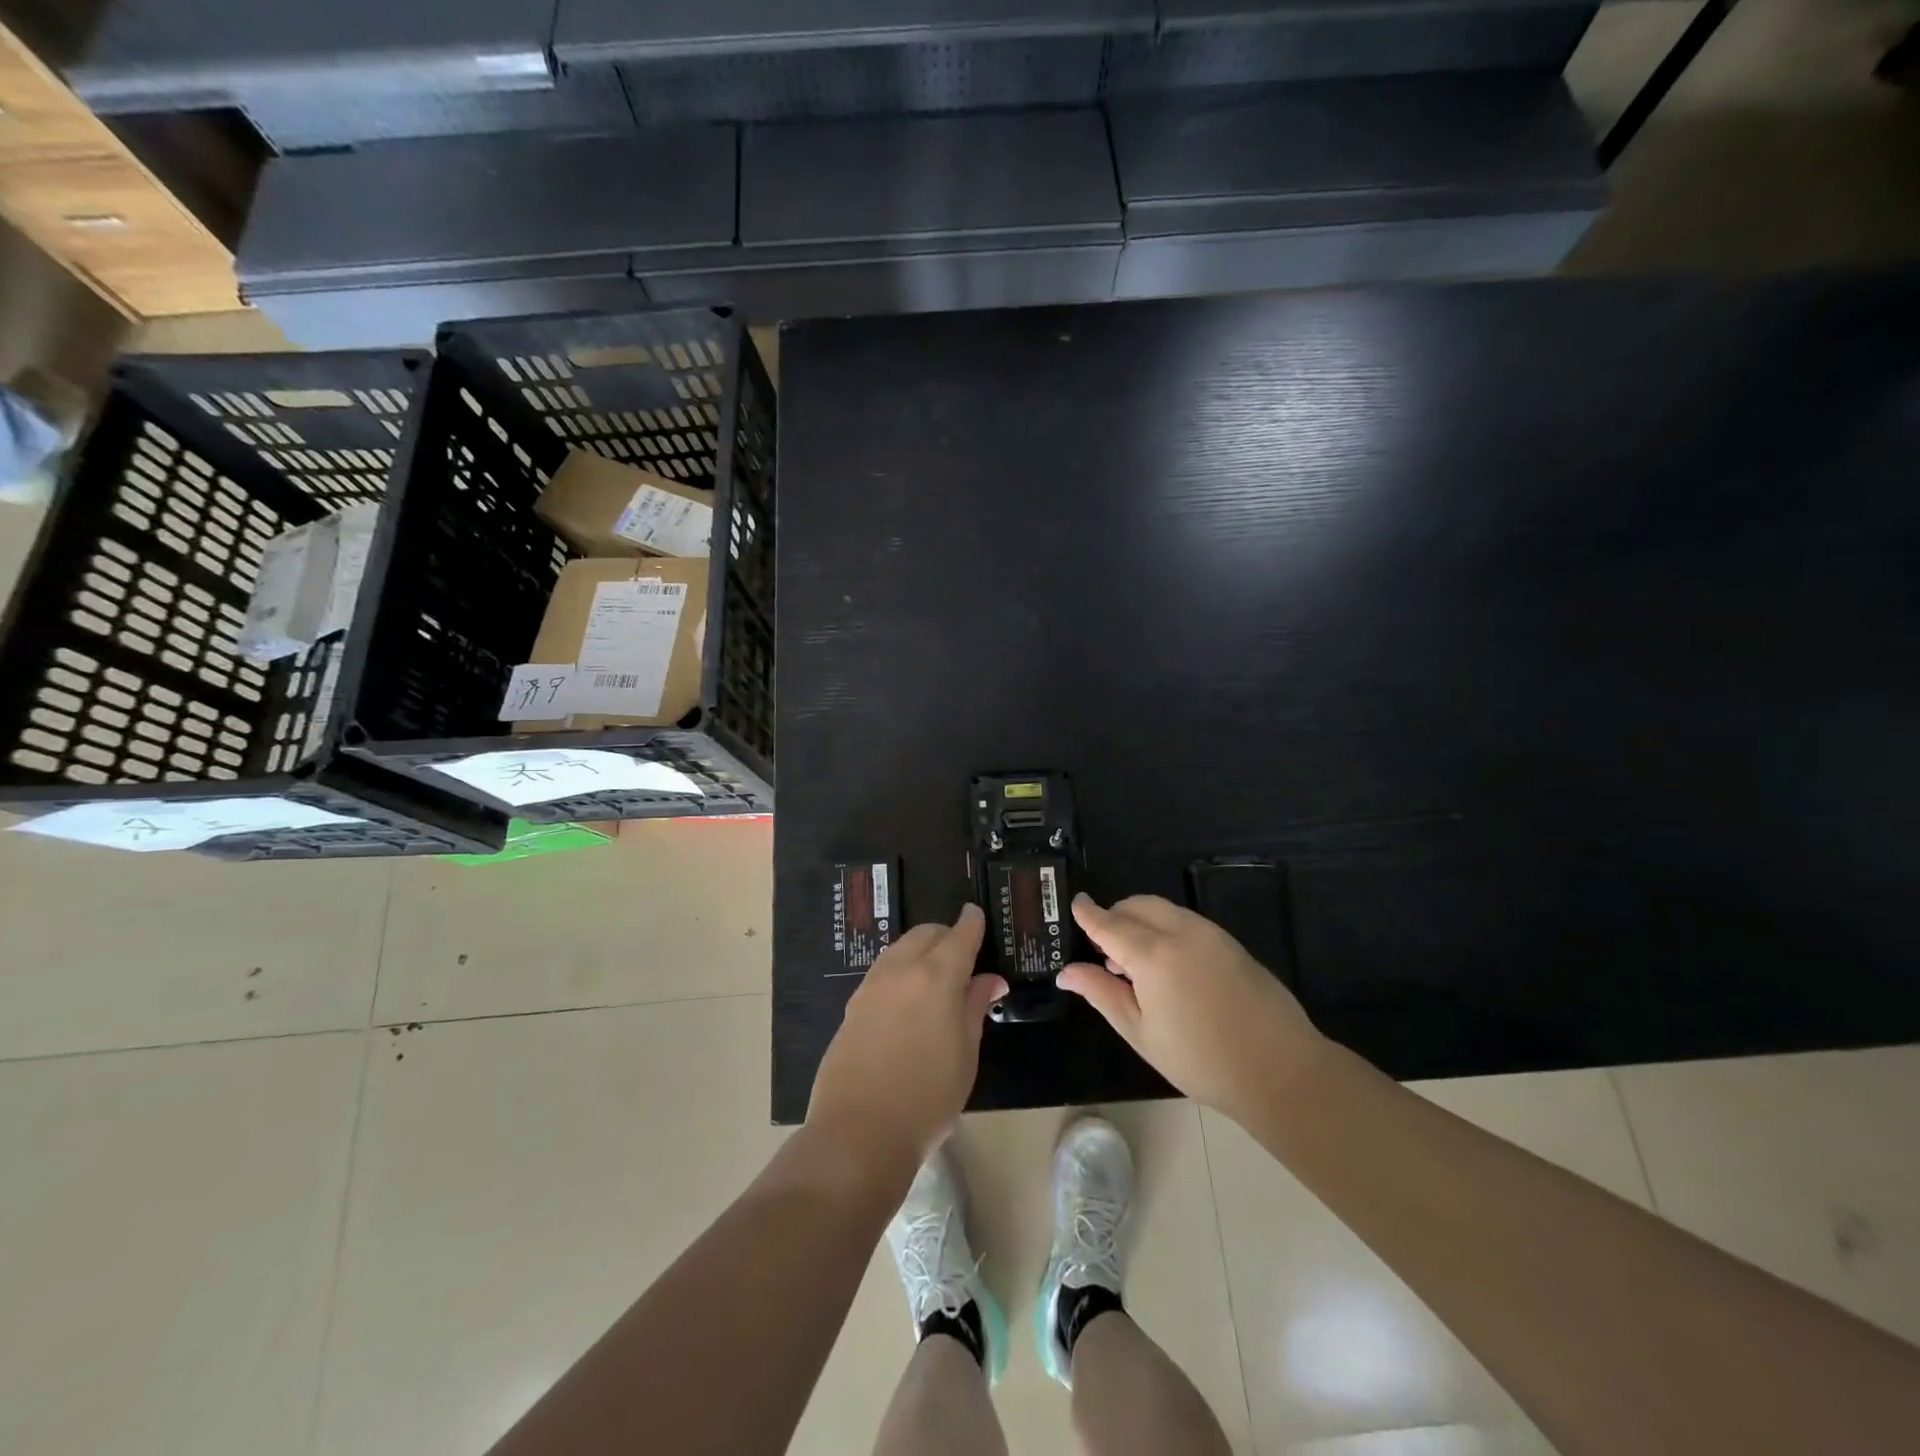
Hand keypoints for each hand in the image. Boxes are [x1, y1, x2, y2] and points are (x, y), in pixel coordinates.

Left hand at [808, 905, 1006, 1170]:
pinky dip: (900, 970)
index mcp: (938, 977)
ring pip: (900, 948)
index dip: (972, 923)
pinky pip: (882, 971)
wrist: (858, 1132)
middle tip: (962, 956)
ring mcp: (872, 985)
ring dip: (920, 950)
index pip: (960, 935)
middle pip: (926, 934)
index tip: (977, 914)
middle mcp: (902, 970)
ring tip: (934, 977)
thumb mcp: (965, 1054)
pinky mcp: (853, 1004)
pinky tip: (906, 998)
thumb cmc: (927, 1098)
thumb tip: (990, 979)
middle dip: (946, 936)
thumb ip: (975, 1007)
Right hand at [1060, 893, 1323, 1122]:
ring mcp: (1210, 934)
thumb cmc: (1200, 1060)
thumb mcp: (1140, 1032)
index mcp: (1152, 955)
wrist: (1280, 1070)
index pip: (1109, 923)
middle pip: (1137, 906)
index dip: (1088, 913)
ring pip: (1163, 910)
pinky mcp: (1231, 943)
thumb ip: (1101, 993)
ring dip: (1141, 922)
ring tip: (1134, 964)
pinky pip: (1186, 922)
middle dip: (1115, 916)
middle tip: (1103, 950)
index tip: (1074, 903)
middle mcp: (1181, 932)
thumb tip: (1066, 972)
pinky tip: (1168, 966)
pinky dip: (1166, 929)